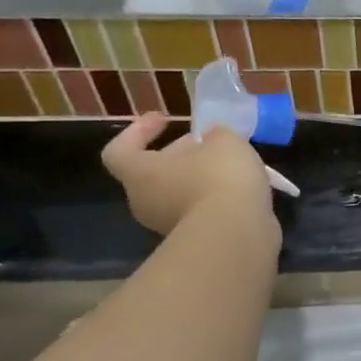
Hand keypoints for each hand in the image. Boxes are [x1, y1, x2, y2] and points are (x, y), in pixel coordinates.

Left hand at [101, 115, 280, 244]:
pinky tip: (242, 190)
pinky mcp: (195, 241)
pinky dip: (216, 199)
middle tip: (207, 143)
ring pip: (179, 193)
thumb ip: (215, 135)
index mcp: (141, 173)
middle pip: (154, 173)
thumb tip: (211, 140)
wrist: (237, 236)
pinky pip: (200, 211)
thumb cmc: (219, 178)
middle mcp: (146, 201)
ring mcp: (168, 226)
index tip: (165, 119)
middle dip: (180, 155)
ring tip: (232, 166)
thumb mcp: (224, 141)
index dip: (137, 132)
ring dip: (200, 178)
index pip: (118, 151)